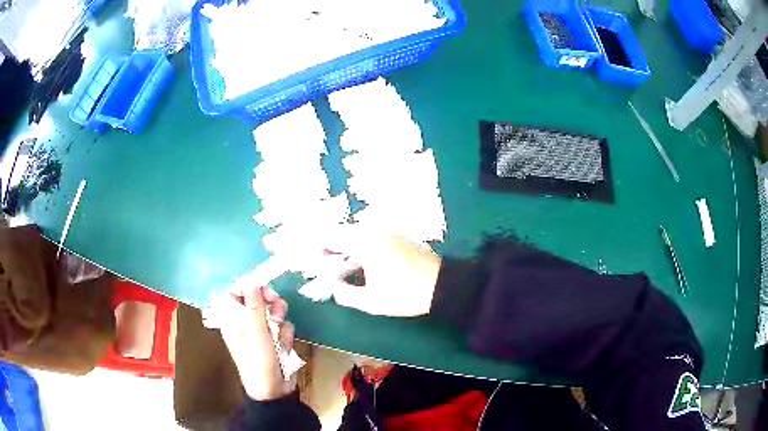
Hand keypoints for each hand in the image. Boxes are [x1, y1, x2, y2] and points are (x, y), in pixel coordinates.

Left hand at [202, 284, 295, 400]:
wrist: (274, 389)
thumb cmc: (258, 360)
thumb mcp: (255, 331)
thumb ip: (253, 304)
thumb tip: (250, 280)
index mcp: (232, 320)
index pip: (234, 293)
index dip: (246, 287)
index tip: (259, 286)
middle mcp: (245, 323)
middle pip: (257, 299)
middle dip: (268, 301)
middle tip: (275, 303)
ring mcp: (262, 331)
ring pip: (273, 311)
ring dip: (279, 319)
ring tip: (279, 332)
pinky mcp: (276, 339)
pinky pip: (283, 326)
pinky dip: (285, 335)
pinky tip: (283, 347)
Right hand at [313, 225, 442, 316]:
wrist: (443, 285)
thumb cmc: (405, 294)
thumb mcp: (371, 301)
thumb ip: (345, 294)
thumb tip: (333, 287)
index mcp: (363, 241)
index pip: (328, 237)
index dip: (316, 250)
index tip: (312, 266)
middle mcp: (372, 230)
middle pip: (340, 233)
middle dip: (329, 250)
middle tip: (325, 270)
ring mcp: (386, 231)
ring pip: (354, 234)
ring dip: (343, 249)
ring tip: (340, 271)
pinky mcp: (395, 236)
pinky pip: (368, 236)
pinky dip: (358, 248)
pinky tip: (360, 266)